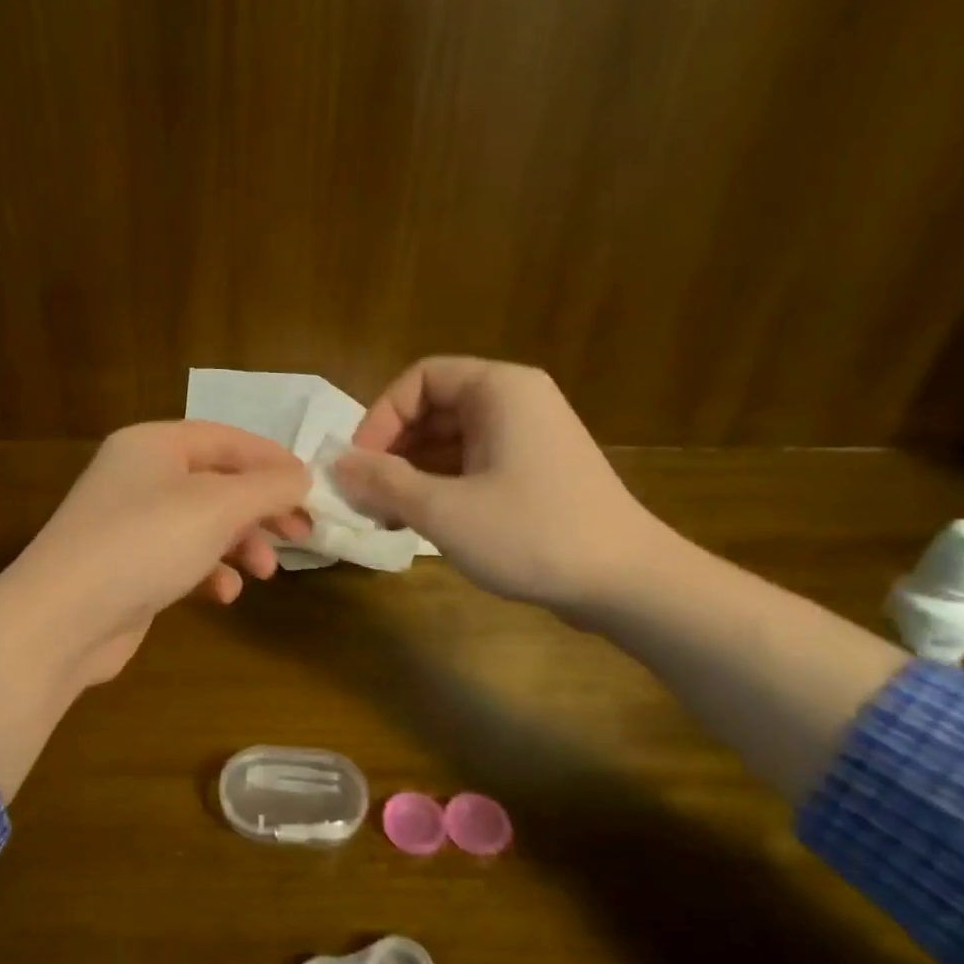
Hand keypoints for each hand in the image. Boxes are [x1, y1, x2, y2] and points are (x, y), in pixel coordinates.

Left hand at [5, 421, 311, 684]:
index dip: (273, 460)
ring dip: (240, 545)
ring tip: (264, 572)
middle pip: (217, 483)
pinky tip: (223, 595)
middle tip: (301, 535)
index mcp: (153, 444)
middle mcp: (139, 477)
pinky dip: (208, 573)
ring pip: (202, 525)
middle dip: (261, 510)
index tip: (312, 489)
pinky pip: (181, 560)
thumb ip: (268, 488)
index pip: (226, 439)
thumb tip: (302, 477)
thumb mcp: (217, 507)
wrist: (62, 619)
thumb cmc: (145, 544)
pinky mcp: (128, 569)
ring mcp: (130, 525)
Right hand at [333, 357, 660, 617]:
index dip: (379, 418)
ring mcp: (527, 439)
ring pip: (449, 442)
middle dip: (391, 451)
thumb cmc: (531, 534)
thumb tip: (336, 465)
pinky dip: (440, 487)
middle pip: (432, 409)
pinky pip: (471, 465)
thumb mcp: (444, 509)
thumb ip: (384, 482)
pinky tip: (419, 523)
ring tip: (386, 516)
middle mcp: (515, 402)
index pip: (418, 380)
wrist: (626, 583)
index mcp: (498, 390)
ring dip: (410, 474)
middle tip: (365, 497)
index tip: (358, 466)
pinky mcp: (533, 474)